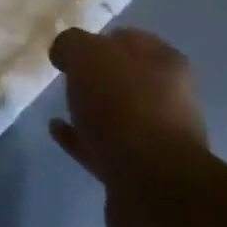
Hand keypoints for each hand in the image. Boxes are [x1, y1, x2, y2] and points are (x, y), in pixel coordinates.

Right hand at [50, 27, 209, 226]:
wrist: (151, 186)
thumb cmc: (123, 105)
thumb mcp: (87, 55)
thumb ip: (72, 44)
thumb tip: (65, 52)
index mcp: (165, 63)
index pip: (130, 40)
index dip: (100, 39)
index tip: (71, 48)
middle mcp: (169, 98)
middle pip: (126, 79)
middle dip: (98, 76)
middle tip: (65, 75)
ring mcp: (157, 139)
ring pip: (117, 114)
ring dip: (90, 109)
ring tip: (58, 103)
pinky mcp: (139, 173)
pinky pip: (103, 146)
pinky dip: (80, 137)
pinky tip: (57, 130)